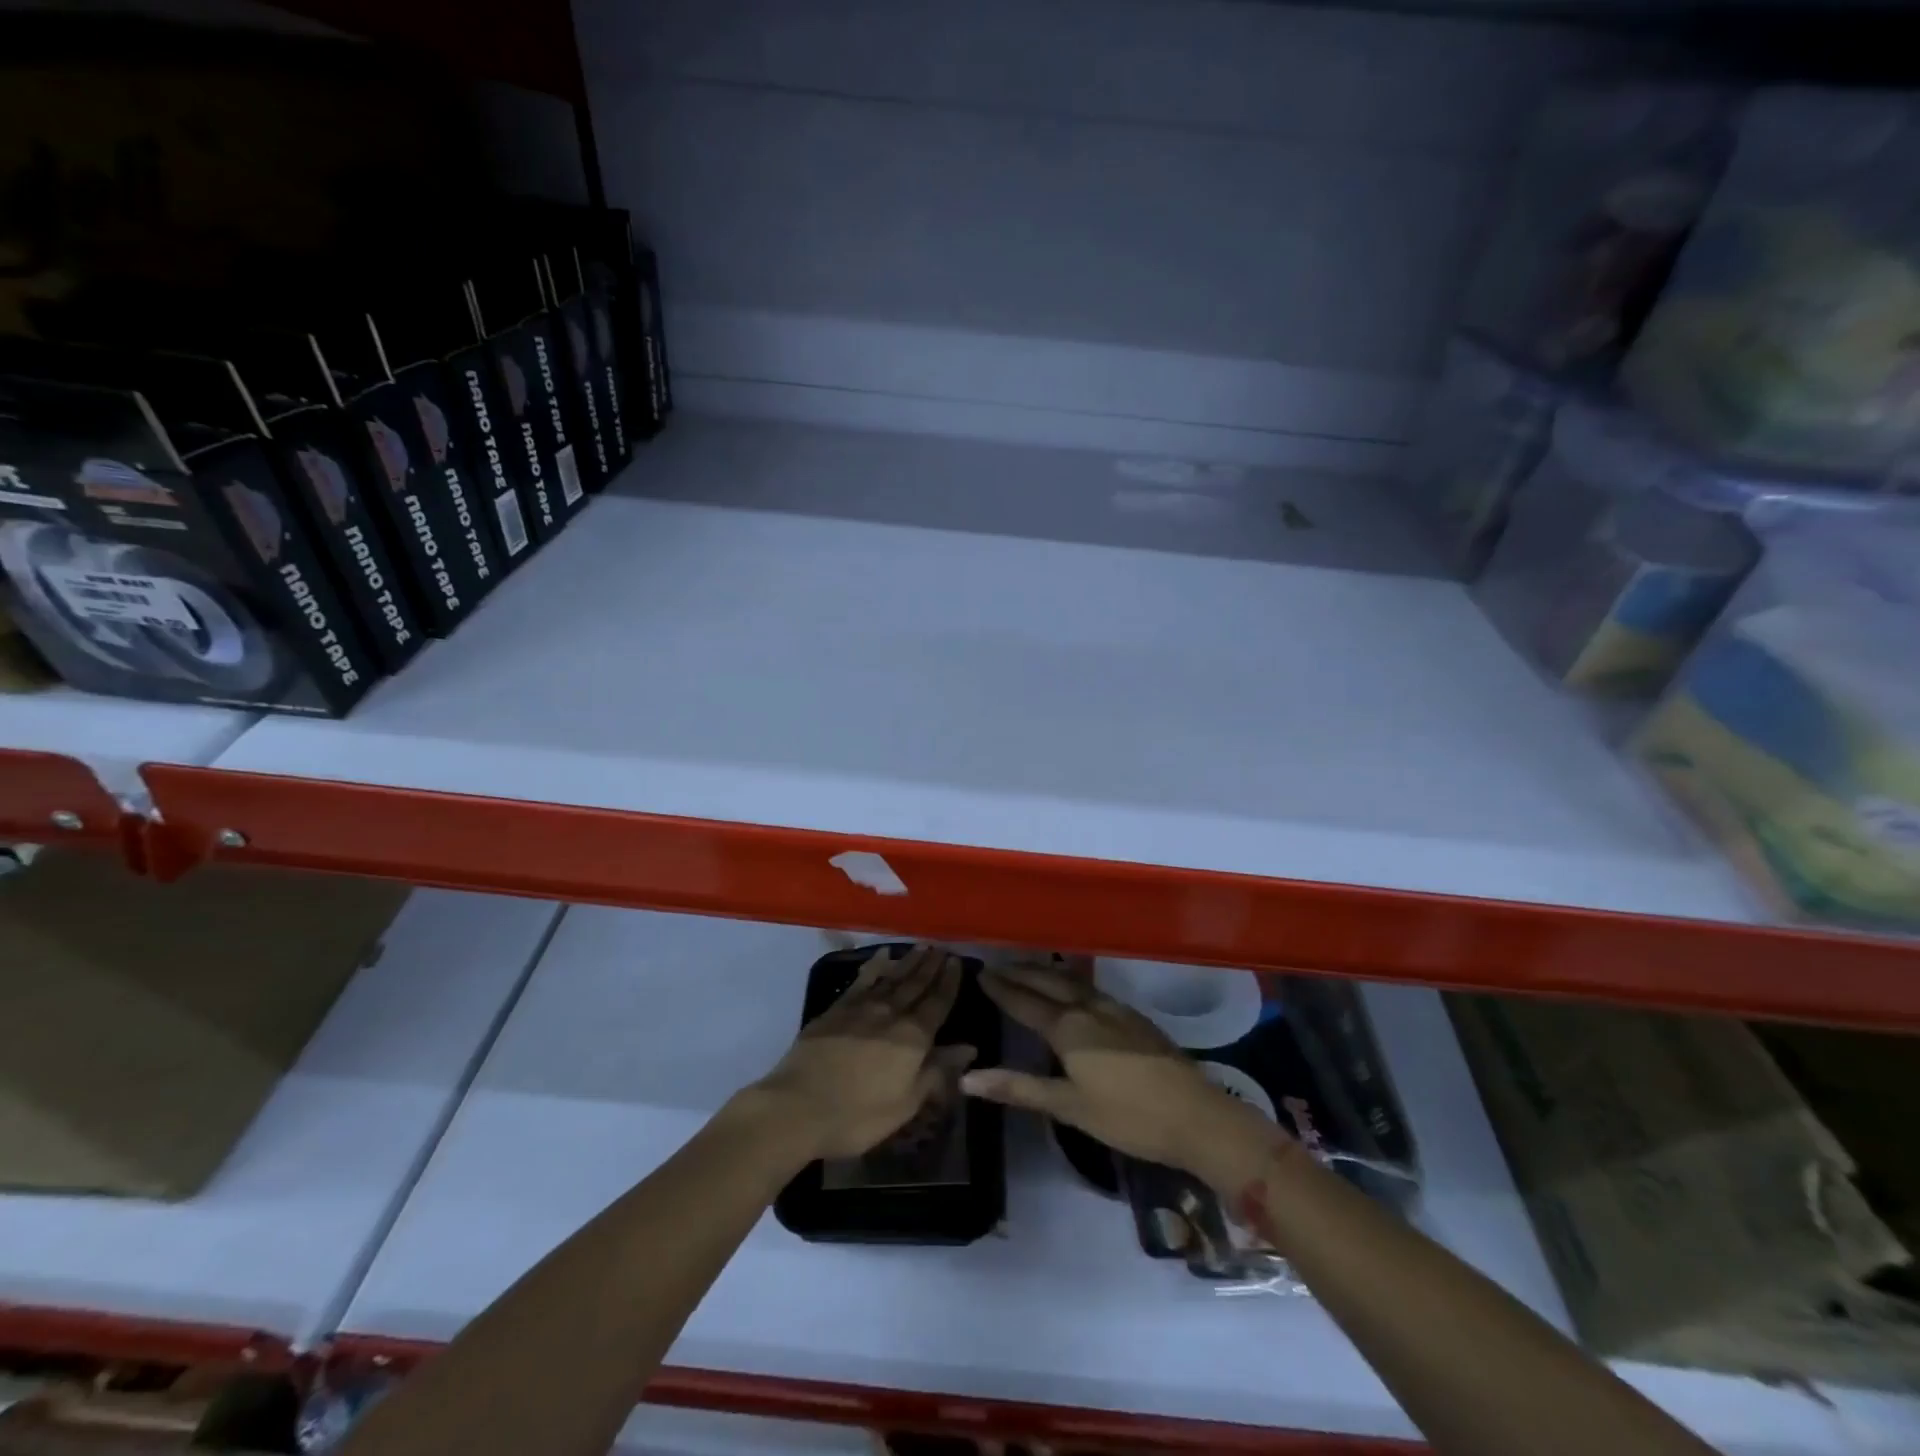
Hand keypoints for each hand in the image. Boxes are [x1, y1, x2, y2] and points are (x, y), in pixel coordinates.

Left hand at [748, 945, 975, 1161]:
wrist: (798, 1106)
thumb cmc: (858, 1115)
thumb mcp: (906, 1103)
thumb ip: (937, 1072)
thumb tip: (968, 1047)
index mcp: (913, 1038)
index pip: (938, 1003)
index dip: (949, 982)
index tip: (957, 962)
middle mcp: (891, 1014)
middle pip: (916, 984)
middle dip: (931, 966)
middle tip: (941, 948)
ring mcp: (861, 1008)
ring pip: (892, 978)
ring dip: (908, 962)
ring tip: (921, 947)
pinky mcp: (836, 1009)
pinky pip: (862, 980)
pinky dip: (874, 966)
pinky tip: (882, 957)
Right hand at [960, 960, 1285, 1189]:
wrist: (1197, 1116)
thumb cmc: (1128, 1117)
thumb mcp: (1069, 1107)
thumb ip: (1019, 1088)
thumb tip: (967, 1078)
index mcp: (1069, 1028)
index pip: (1025, 1001)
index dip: (1002, 988)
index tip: (980, 972)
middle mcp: (1089, 1008)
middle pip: (1048, 982)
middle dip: (1021, 972)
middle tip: (996, 964)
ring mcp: (1115, 1008)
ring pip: (1071, 980)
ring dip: (1045, 972)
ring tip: (1027, 967)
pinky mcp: (1133, 1015)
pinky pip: (1090, 986)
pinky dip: (1069, 980)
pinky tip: (1071, 987)